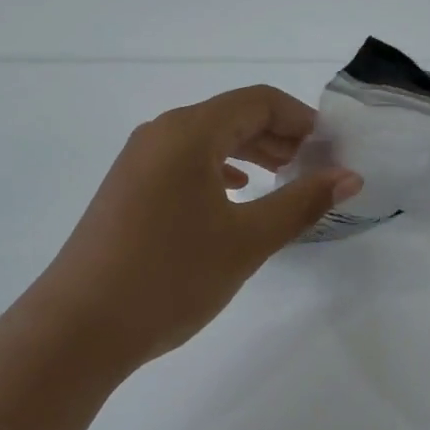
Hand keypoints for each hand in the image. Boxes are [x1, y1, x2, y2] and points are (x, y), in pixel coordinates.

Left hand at [25, 85, 361, 369]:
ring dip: (250, 152)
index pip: (258, 101)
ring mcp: (138, 161)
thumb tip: (350, 176)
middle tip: (314, 166)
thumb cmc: (171, 276)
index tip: (331, 148)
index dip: (300, 118)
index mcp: (189, 132)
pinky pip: (183, 162)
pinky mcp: (127, 188)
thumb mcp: (247, 240)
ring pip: (206, 139)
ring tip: (283, 178)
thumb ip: (302, 202)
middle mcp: (161, 133)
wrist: (79, 328)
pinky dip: (218, 170)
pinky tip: (235, 194)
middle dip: (278, 135)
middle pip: (231, 115)